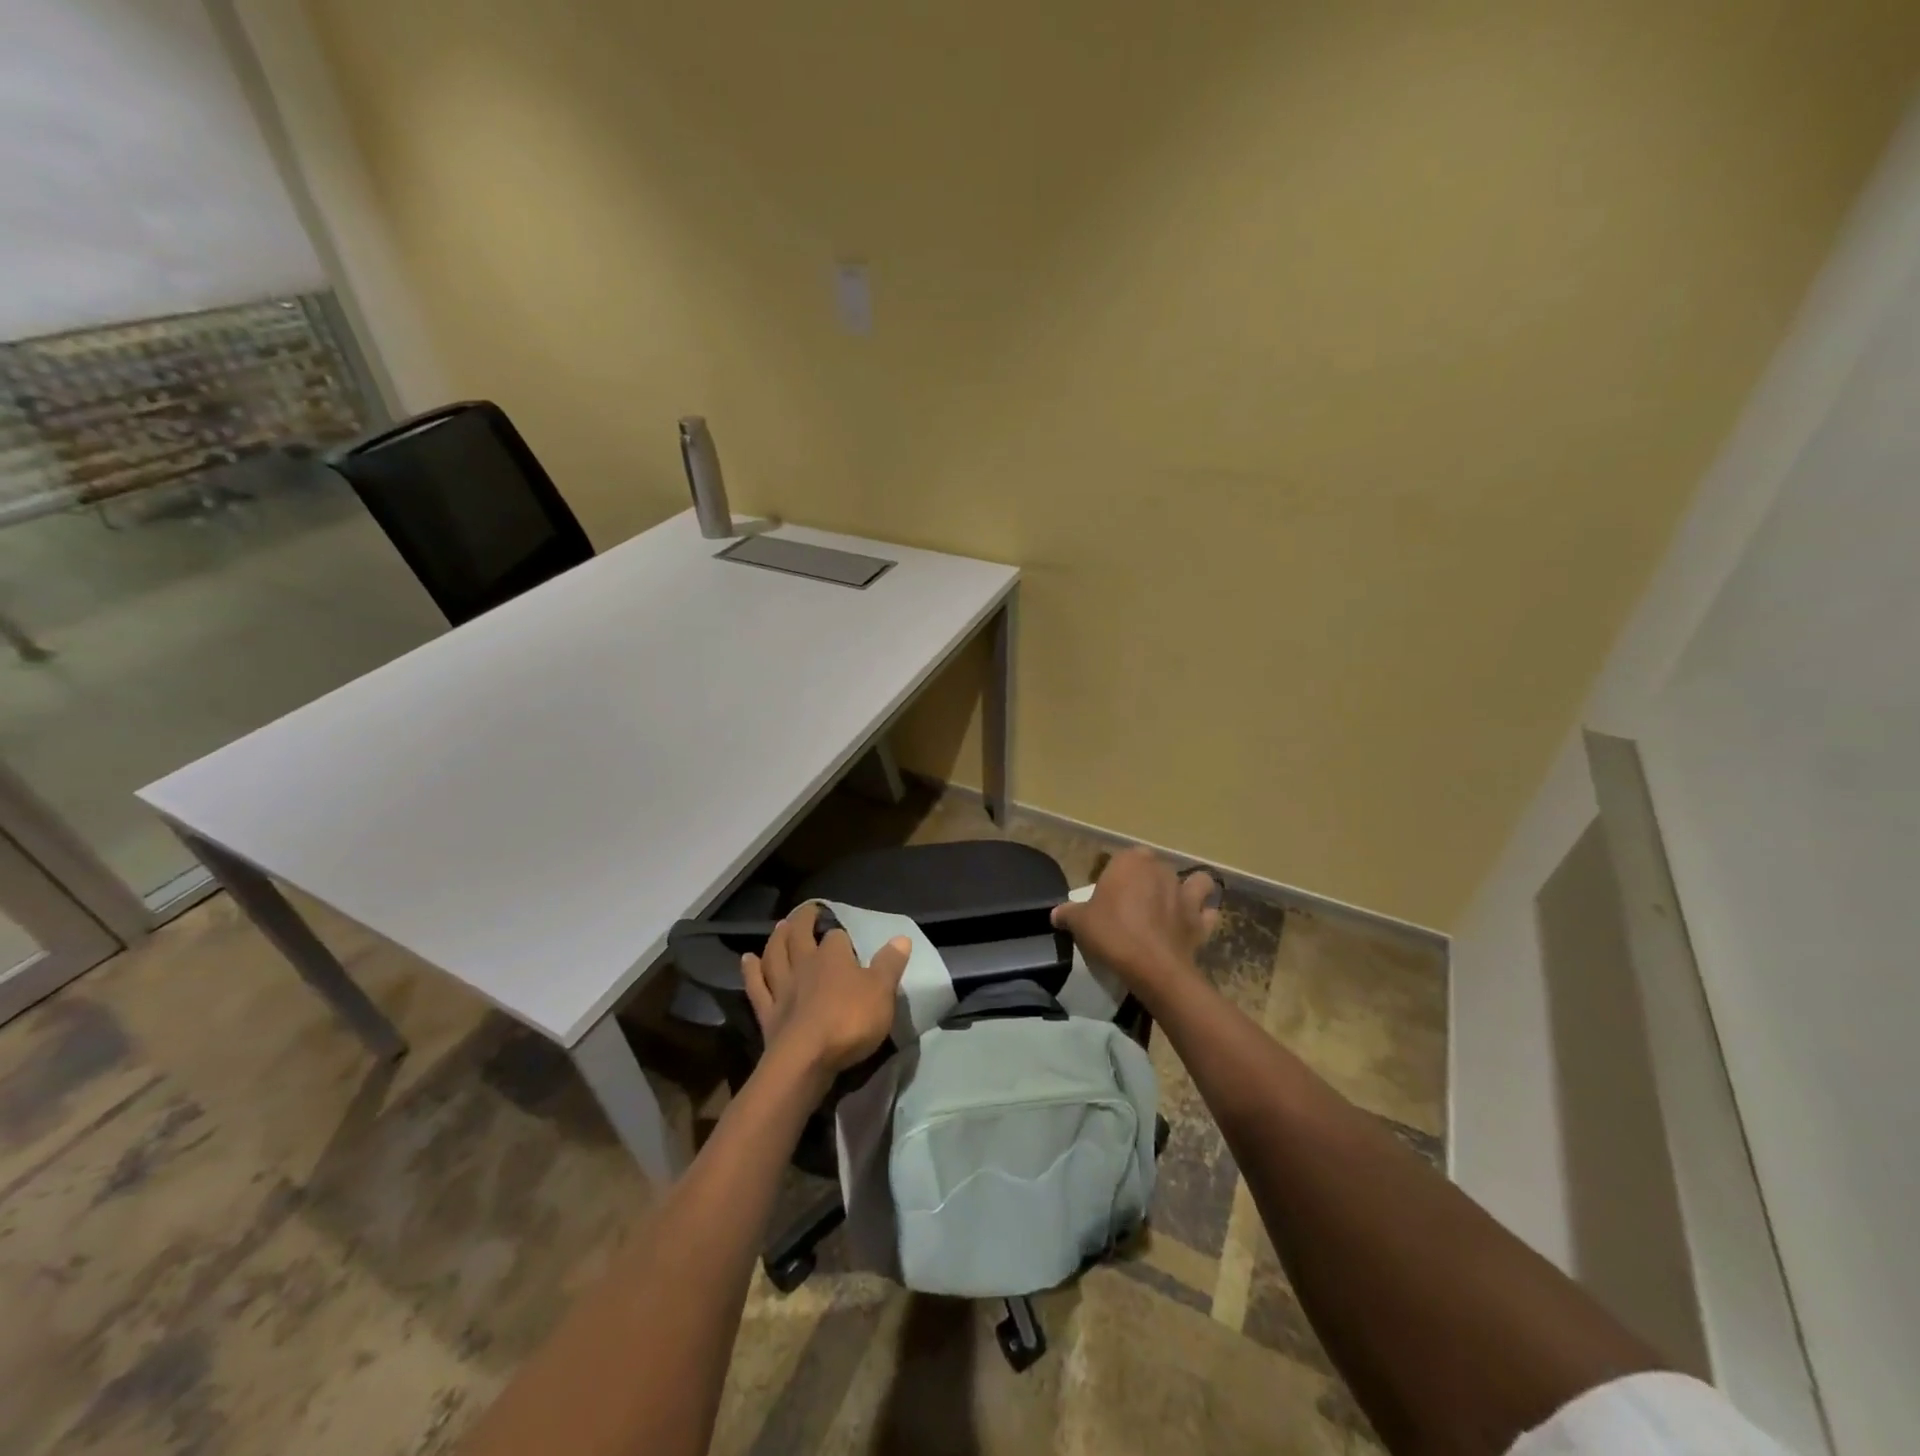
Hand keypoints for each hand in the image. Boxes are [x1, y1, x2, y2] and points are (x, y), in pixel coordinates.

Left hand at [742, 904, 910, 1083]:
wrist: (805, 1060)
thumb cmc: (849, 1022)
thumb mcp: (882, 992)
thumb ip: (890, 964)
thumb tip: (901, 937)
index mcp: (833, 957)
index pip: (836, 935)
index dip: (840, 933)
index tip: (845, 935)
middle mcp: (804, 965)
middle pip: (799, 936)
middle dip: (803, 921)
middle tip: (805, 911)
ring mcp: (782, 988)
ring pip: (775, 955)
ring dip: (776, 939)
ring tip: (779, 927)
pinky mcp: (767, 1012)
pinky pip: (756, 986)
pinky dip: (751, 971)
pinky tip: (747, 960)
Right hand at [1051, 847, 1219, 1004]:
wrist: (1151, 966)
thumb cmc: (1112, 933)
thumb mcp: (1080, 923)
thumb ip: (1068, 914)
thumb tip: (1056, 914)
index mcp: (1131, 862)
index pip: (1125, 857)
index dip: (1119, 873)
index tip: (1111, 893)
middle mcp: (1161, 870)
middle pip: (1157, 868)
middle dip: (1150, 880)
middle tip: (1135, 903)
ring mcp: (1186, 894)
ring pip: (1197, 881)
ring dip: (1191, 888)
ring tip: (1176, 904)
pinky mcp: (1201, 920)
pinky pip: (1208, 913)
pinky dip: (1204, 917)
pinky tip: (1193, 926)